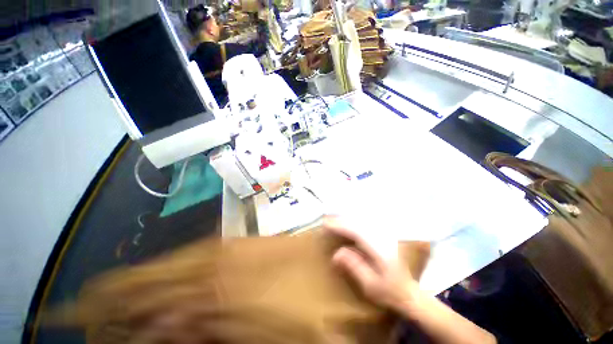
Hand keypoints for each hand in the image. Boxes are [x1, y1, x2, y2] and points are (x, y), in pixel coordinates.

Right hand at [323, 216, 417, 310]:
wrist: (410, 292)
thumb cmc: (390, 292)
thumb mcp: (370, 285)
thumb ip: (354, 266)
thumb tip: (336, 253)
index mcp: (379, 249)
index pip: (355, 232)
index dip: (340, 227)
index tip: (326, 224)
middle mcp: (382, 238)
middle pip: (358, 223)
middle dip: (341, 221)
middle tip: (326, 220)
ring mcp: (384, 236)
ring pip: (362, 222)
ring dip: (346, 220)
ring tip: (333, 219)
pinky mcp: (383, 236)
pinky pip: (365, 225)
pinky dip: (354, 223)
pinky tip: (347, 223)